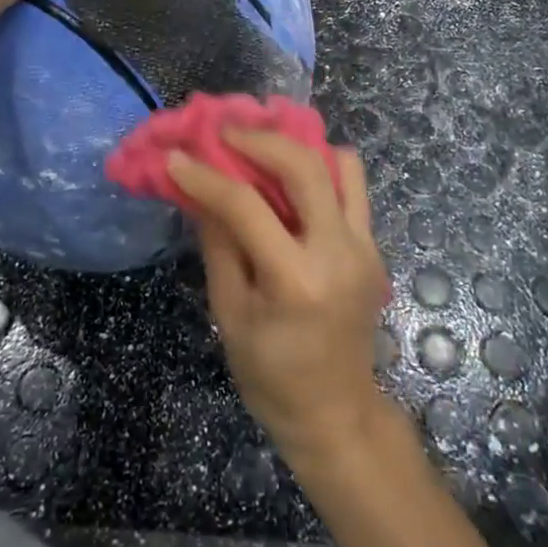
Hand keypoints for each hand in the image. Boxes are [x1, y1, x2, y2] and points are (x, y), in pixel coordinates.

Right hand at [167, 131, 392, 467]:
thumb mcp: (229, 312)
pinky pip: (353, 188)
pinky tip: (290, 178)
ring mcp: (364, 247)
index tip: (175, 157)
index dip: (205, 177)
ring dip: (299, 147)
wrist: (334, 413)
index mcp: (296, 280)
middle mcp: (339, 252)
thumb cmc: (270, 374)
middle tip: (225, 133)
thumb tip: (199, 190)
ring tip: (262, 147)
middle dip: (259, 140)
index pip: (246, 206)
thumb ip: (218, 243)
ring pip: (341, 165)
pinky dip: (322, 169)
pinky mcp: (373, 246)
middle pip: (304, 167)